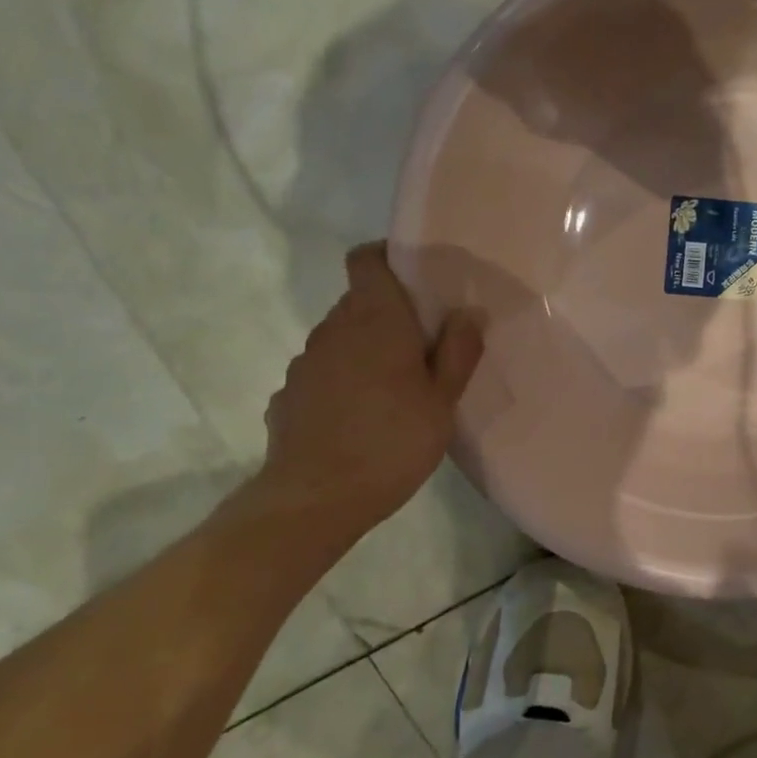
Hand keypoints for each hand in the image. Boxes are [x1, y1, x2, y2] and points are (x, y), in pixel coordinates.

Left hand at [252, 242, 482, 536]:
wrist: (315, 500)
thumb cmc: (392, 442)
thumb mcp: (442, 400)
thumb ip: (458, 350)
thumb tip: (468, 311)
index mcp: (376, 320)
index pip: (366, 259)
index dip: (387, 258)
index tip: (414, 279)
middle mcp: (333, 330)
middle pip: (359, 301)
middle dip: (389, 314)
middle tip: (423, 347)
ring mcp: (305, 363)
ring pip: (340, 338)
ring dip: (365, 350)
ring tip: (393, 389)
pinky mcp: (288, 396)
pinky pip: (322, 373)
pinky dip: (342, 382)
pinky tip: (359, 418)